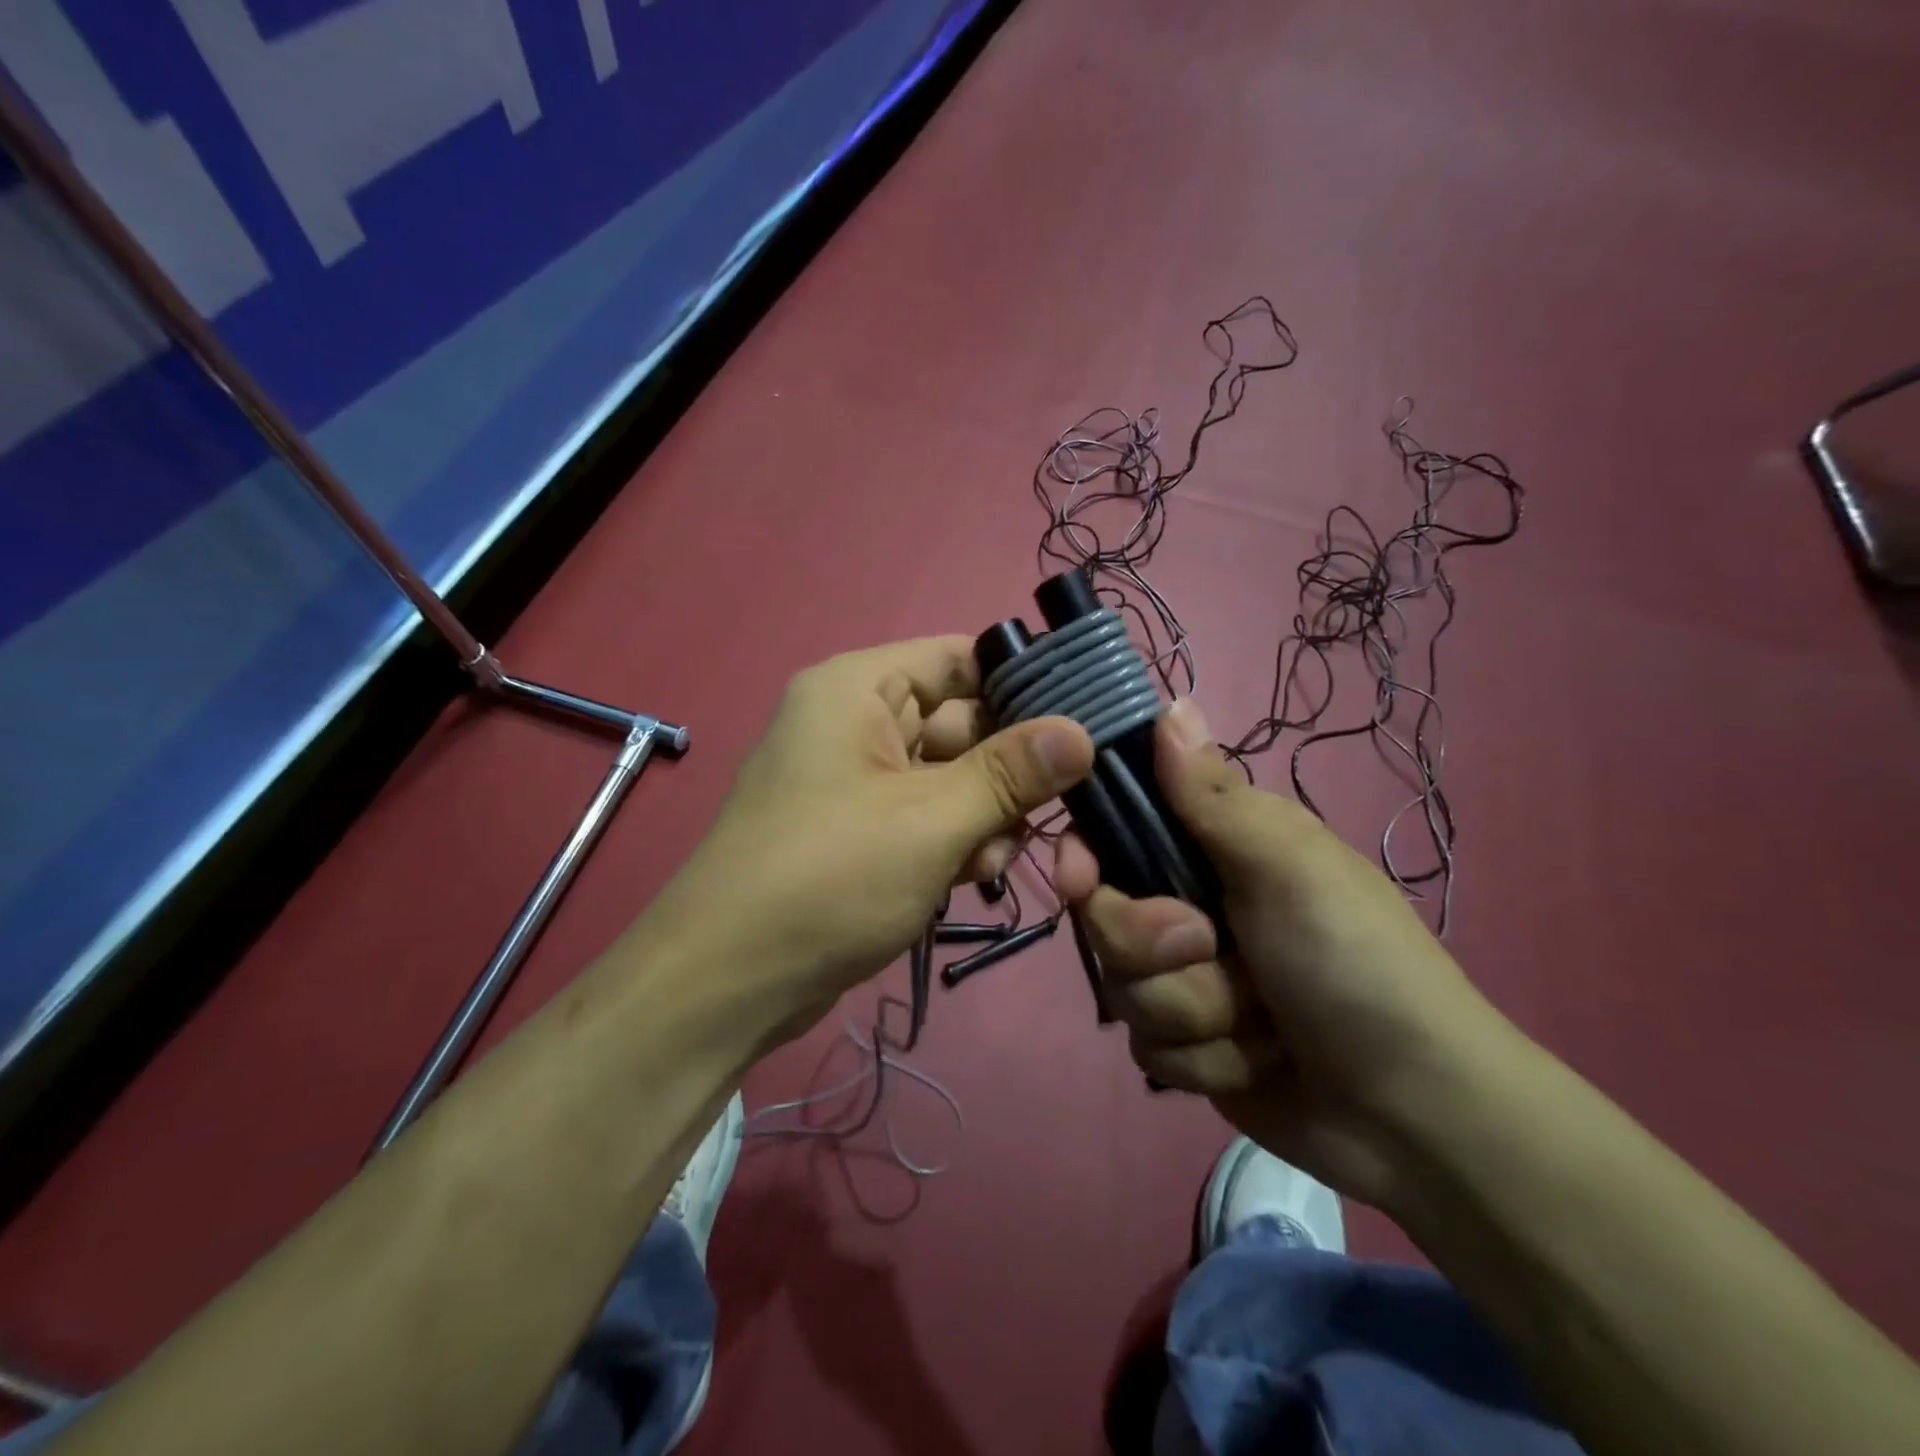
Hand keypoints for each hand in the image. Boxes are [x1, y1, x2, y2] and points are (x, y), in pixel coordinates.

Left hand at [640, 636, 1093, 1042]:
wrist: (730, 981)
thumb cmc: (829, 877)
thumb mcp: (932, 819)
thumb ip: (1011, 773)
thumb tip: (1082, 732)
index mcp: (857, 689)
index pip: (958, 658)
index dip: (1020, 682)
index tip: (1084, 720)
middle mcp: (854, 723)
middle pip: (959, 722)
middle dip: (1007, 768)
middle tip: (1059, 806)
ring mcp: (855, 781)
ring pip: (949, 776)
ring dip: (985, 814)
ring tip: (995, 858)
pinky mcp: (859, 832)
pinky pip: (926, 817)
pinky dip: (955, 840)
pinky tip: (972, 876)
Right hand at [1054, 699, 1506, 1208]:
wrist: (1414, 1114)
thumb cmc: (1354, 962)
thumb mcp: (1288, 865)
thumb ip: (1213, 794)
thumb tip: (1170, 703)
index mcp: (1213, 850)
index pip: (1113, 833)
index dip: (1086, 854)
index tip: (1080, 880)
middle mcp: (1189, 907)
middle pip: (1105, 918)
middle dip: (1154, 946)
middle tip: (1214, 950)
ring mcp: (1187, 981)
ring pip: (1123, 988)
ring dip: (1193, 1012)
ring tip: (1261, 1025)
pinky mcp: (1189, 1044)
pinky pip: (1148, 1049)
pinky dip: (1204, 1061)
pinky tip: (1256, 1063)